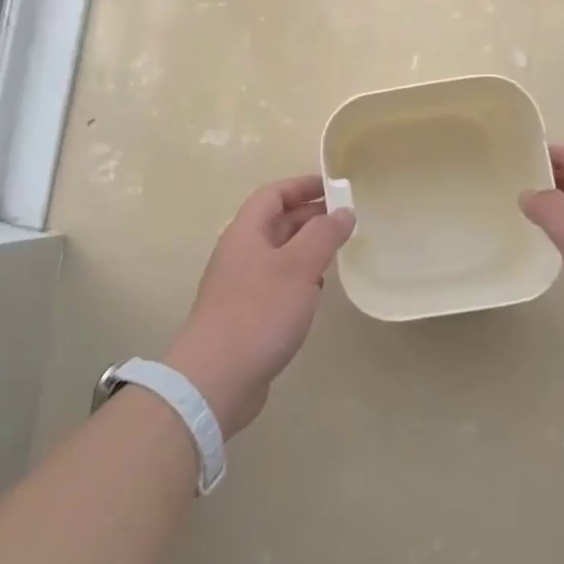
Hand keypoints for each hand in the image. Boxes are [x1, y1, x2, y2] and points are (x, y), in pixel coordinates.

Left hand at [164, 174, 354, 436]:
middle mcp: (240, 252)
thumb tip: (344, 211)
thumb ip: (324, 235)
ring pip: (278, 253)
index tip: (336, 187)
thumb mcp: (299, 267)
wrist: (216, 378)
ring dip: (307, 247)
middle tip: (346, 220)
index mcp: (246, 232)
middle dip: (310, 216)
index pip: (273, 194)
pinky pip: (276, 282)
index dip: (303, 185)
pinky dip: (299, 277)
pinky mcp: (246, 314)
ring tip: (338, 251)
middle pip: (276, 221)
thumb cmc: (259, 313)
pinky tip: (317, 291)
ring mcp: (240, 284)